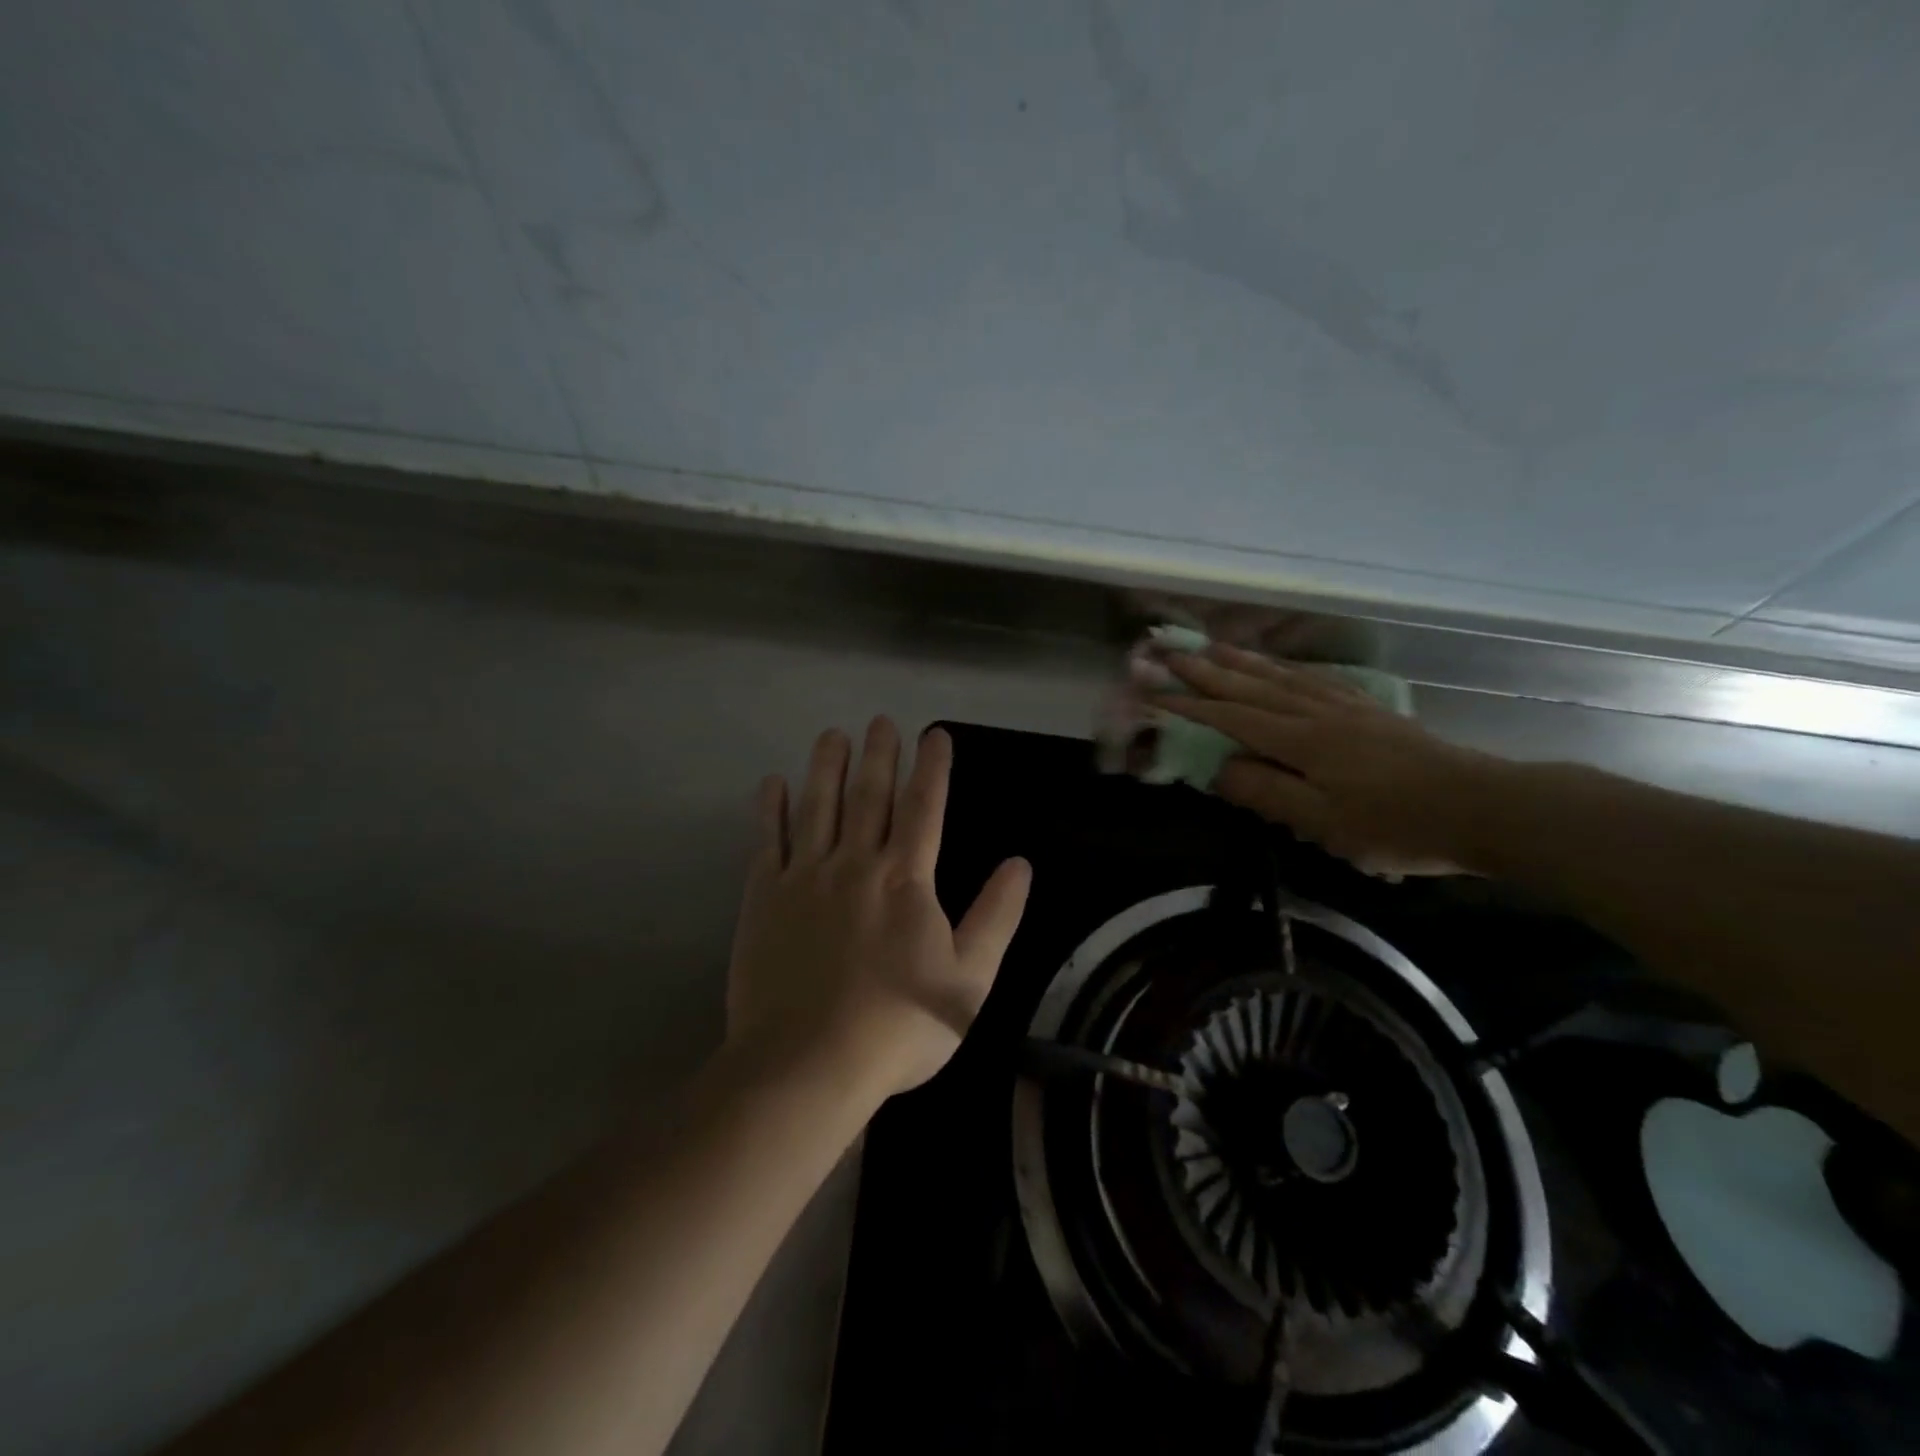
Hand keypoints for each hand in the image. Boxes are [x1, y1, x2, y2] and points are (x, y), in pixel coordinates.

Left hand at [725, 718, 1031, 1103]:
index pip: (924, 807)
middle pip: (869, 795)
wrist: (808, 1064)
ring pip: (818, 806)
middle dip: (879, 754)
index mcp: (906, 879)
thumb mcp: (969, 980)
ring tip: (833, 735)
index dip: (932, 767)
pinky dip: (771, 809)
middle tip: (880, 720)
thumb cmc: (897, 1026)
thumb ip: (996, 918)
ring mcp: (805, 877)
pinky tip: (772, 784)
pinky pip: (768, 841)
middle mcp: (855, 863)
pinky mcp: (764, 898)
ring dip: (827, 767)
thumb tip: (1019, 865)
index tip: (934, 733)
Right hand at [1158, 644, 1498, 876]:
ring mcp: (1346, 707)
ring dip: (1241, 661)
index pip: (1232, 717)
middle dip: (1206, 670)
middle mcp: (1317, 713)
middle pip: (1251, 687)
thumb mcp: (1324, 823)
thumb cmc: (1396, 825)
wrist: (1482, 806)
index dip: (1189, 705)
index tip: (1152, 691)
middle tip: (1170, 651)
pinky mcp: (1369, 711)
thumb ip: (1266, 793)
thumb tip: (1218, 769)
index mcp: (1301, 740)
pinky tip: (1280, 665)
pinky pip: (1315, 679)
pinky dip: (1287, 668)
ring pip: (1282, 676)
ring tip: (1211, 646)